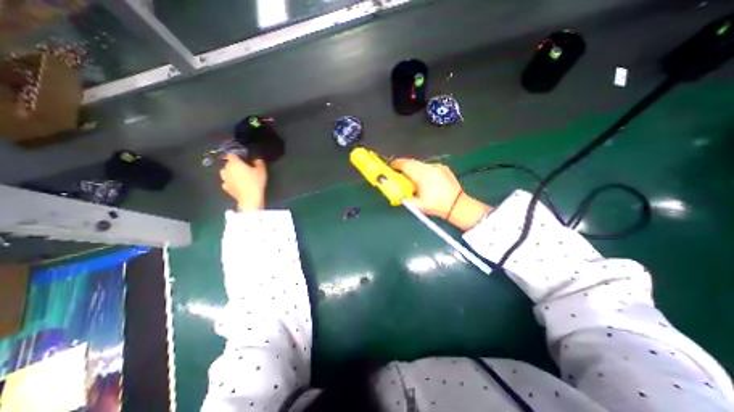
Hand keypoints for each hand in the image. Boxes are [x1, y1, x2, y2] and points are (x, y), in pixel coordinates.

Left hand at [219, 154, 268, 211]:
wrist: (250, 198)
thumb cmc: (255, 182)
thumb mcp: (262, 170)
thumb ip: (259, 162)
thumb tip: (256, 159)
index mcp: (234, 163)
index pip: (231, 154)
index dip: (237, 155)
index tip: (243, 158)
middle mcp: (226, 169)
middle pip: (228, 163)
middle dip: (234, 164)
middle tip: (244, 168)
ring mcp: (224, 179)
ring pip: (225, 172)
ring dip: (230, 173)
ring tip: (239, 176)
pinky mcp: (225, 187)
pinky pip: (227, 182)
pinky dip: (231, 182)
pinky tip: (237, 184)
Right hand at [392, 158, 489, 229]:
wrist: (457, 205)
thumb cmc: (436, 206)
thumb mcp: (417, 204)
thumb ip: (403, 197)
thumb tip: (394, 191)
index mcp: (422, 175)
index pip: (404, 164)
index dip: (395, 165)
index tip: (390, 169)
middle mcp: (429, 167)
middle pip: (411, 162)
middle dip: (403, 167)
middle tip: (399, 175)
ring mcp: (437, 166)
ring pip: (419, 164)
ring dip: (413, 169)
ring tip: (413, 179)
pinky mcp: (443, 167)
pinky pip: (428, 166)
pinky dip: (423, 171)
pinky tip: (426, 181)